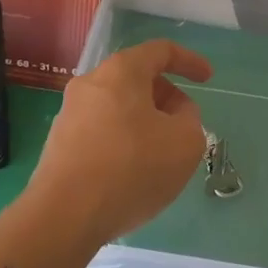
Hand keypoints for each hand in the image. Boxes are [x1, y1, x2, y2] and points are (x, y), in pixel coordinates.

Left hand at [26, 39, 212, 250]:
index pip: (160, 51)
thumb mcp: (185, 143)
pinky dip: (123, 142)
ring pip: (119, 107)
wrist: (63, 216)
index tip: (208, 79)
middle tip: (185, 127)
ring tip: (161, 156)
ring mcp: (69, 114)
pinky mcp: (59, 144)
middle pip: (137, 79)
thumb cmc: (131, 169)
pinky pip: (101, 131)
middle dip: (167, 98)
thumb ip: (190, 119)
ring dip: (145, 123)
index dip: (189, 61)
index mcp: (121, 71)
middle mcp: (90, 84)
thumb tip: (175, 114)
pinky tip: (132, 174)